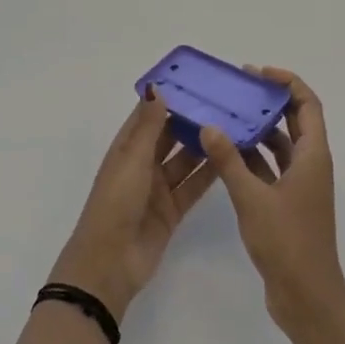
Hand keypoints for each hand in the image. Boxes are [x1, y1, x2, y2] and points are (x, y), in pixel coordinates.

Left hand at [49, 91, 217, 323]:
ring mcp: (158, 188)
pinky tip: (230, 158)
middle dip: (191, 121)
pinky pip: (193, 186)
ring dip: (203, 146)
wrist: (111, 262)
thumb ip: (148, 126)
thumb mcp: (132, 160)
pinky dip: (209, 173)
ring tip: (233, 126)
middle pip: (169, 136)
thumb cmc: (116, 203)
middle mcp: (142, 164)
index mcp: (126, 149)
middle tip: (223, 102)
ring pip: (184, 160)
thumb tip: (157, 88)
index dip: (168, 99)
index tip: (196, 81)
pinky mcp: (173, 210)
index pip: (148, 116)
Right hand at [201, 67, 344, 341]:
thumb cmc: (287, 243)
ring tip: (225, 115)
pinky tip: (224, 152)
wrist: (307, 300)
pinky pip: (269, 169)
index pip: (308, 104)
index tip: (257, 73)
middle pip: (294, 121)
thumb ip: (230, 161)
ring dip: (257, 130)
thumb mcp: (253, 199)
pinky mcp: (287, 205)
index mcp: (313, 156)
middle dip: (269, 101)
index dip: (287, 82)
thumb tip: (209, 125)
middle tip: (236, 88)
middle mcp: (310, 165)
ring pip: (279, 146)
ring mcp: (299, 186)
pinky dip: (251, 158)